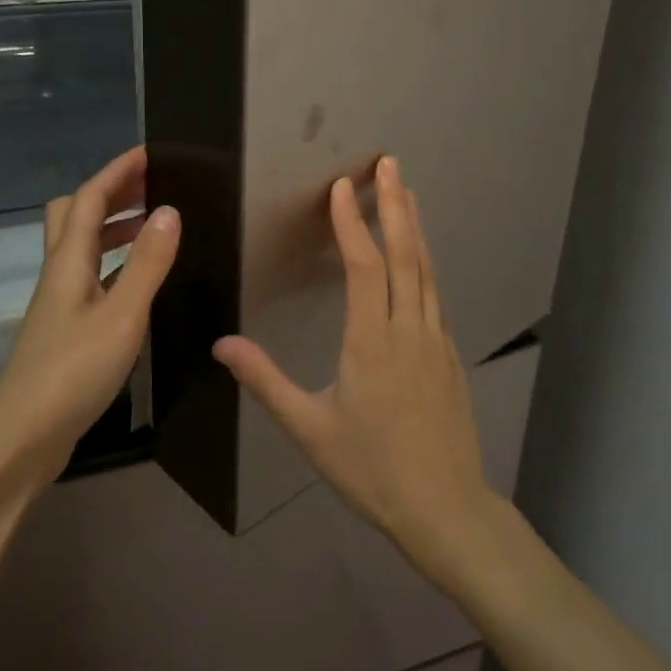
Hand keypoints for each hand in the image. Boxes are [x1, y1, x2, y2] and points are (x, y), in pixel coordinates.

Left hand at [0, 146, 179, 484]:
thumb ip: (147, 264)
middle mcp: (58, 275)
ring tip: (155, 228)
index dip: (118, 171)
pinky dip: (115, 265)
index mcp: (67, 263)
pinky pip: (91, 278)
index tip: (152, 152)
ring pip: (82, 248)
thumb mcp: (121, 316)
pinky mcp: (64, 331)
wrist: (20, 440)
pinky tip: (139, 284)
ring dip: (114, 229)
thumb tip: (169, 210)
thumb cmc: (71, 373)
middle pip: (74, 215)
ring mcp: (59, 305)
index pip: (89, 198)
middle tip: (152, 188)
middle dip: (111, 193)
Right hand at [213, 156, 493, 587]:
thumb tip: (222, 344)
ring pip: (426, 271)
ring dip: (415, 227)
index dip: (352, 222)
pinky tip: (420, 258)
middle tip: (390, 163)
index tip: (341, 187)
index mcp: (371, 342)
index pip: (363, 266)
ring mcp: (435, 340)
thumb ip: (266, 381)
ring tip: (407, 192)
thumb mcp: (309, 429)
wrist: (446, 508)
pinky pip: (435, 295)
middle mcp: (408, 329)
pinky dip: (425, 263)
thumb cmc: (372, 469)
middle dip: (395, 204)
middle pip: (405, 254)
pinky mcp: (449, 355)